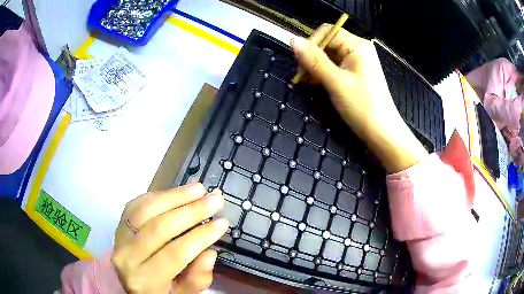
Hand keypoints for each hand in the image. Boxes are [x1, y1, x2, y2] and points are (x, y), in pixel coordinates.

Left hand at [111, 183, 227, 293]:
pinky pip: (137, 205)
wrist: (131, 283)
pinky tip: (177, 192)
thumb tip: (208, 253)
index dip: (200, 236)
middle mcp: (127, 257)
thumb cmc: (159, 292)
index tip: (222, 223)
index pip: (175, 254)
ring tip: (199, 189)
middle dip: (191, 211)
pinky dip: (158, 196)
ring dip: (175, 196)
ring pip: (146, 210)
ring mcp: (119, 238)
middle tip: (215, 199)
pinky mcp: (118, 225)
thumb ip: (196, 280)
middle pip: (160, 228)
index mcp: (145, 280)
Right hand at [291, 25, 427, 171]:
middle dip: (312, 57)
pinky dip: (324, 74)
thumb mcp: (336, 81)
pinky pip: (335, 68)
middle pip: (327, 43)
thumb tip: (293, 40)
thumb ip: (314, 60)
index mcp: (357, 45)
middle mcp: (357, 49)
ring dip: (316, 67)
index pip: (327, 32)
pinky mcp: (355, 75)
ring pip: (329, 57)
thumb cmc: (362, 106)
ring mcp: (357, 63)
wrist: (382, 133)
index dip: (311, 44)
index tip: (301, 64)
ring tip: (308, 83)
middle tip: (302, 76)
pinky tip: (316, 84)